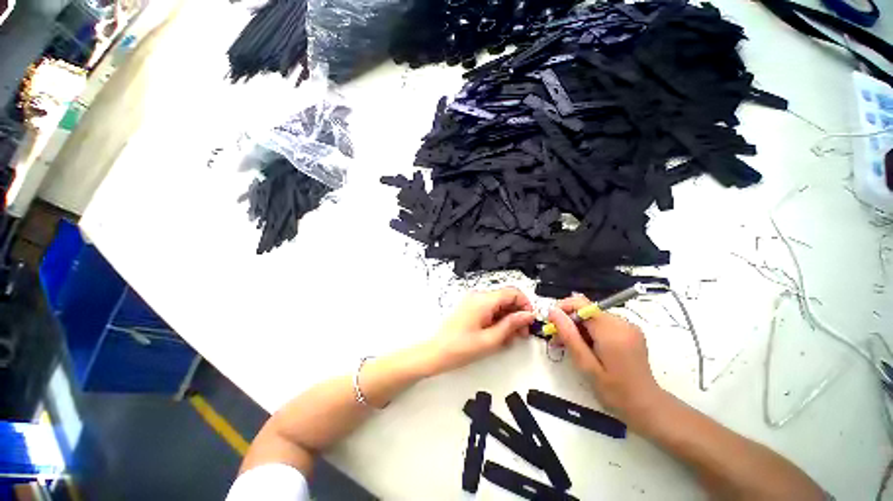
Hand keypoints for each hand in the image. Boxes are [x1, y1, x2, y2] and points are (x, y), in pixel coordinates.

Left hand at [419, 287, 535, 375]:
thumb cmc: (460, 347)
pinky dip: (498, 319)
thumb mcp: (491, 339)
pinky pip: (490, 308)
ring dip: (508, 318)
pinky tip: (499, 334)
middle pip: (506, 298)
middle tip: (522, 333)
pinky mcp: (471, 307)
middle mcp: (478, 296)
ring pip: (499, 304)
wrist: (437, 352)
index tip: (530, 320)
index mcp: (483, 300)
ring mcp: (473, 301)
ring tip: (510, 337)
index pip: (513, 292)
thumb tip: (527, 315)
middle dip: (517, 314)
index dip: (525, 305)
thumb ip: (512, 324)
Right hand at [548, 295, 665, 424]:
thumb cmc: (615, 391)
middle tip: (556, 340)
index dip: (562, 308)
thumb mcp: (586, 365)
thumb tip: (552, 311)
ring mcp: (628, 326)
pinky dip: (590, 331)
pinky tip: (585, 347)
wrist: (647, 406)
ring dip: (578, 328)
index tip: (551, 324)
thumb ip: (569, 335)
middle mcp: (622, 322)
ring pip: (592, 317)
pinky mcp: (629, 331)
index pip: (581, 304)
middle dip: (569, 322)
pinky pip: (602, 323)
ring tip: (568, 346)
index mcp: (612, 331)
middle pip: (586, 310)